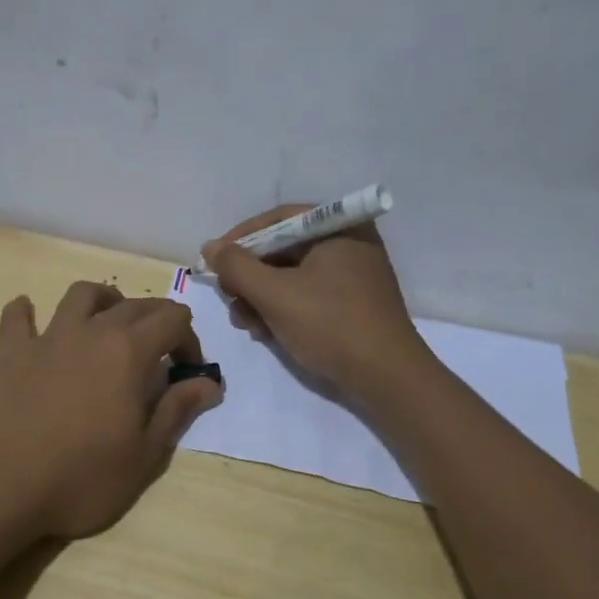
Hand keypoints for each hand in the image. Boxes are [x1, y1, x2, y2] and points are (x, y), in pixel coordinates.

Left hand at [0, 281, 222, 540]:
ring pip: (80, 295)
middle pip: (133, 305)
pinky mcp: (11, 355)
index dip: (189, 339)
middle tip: (160, 353)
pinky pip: (16, 319)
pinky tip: (29, 315)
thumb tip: (209, 383)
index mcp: (128, 352)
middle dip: (156, 320)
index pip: (172, 319)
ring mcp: (47, 339)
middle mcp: (91, 332)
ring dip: (102, 300)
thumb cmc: (82, 477)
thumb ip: (177, 410)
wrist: (0, 487)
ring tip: (108, 322)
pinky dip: (25, 312)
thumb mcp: (144, 455)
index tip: (187, 372)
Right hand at [202, 206, 428, 398]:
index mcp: (338, 227)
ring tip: (245, 324)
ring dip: (261, 297)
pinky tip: (266, 332)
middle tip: (229, 300)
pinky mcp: (353, 304)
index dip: (240, 239)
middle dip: (250, 277)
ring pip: (292, 276)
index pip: (277, 220)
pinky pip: (308, 295)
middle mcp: (348, 242)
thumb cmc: (330, 325)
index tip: (213, 262)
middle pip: (283, 249)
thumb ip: (237, 267)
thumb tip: (211, 246)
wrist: (387, 379)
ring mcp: (354, 275)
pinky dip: (283, 309)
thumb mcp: (275, 294)